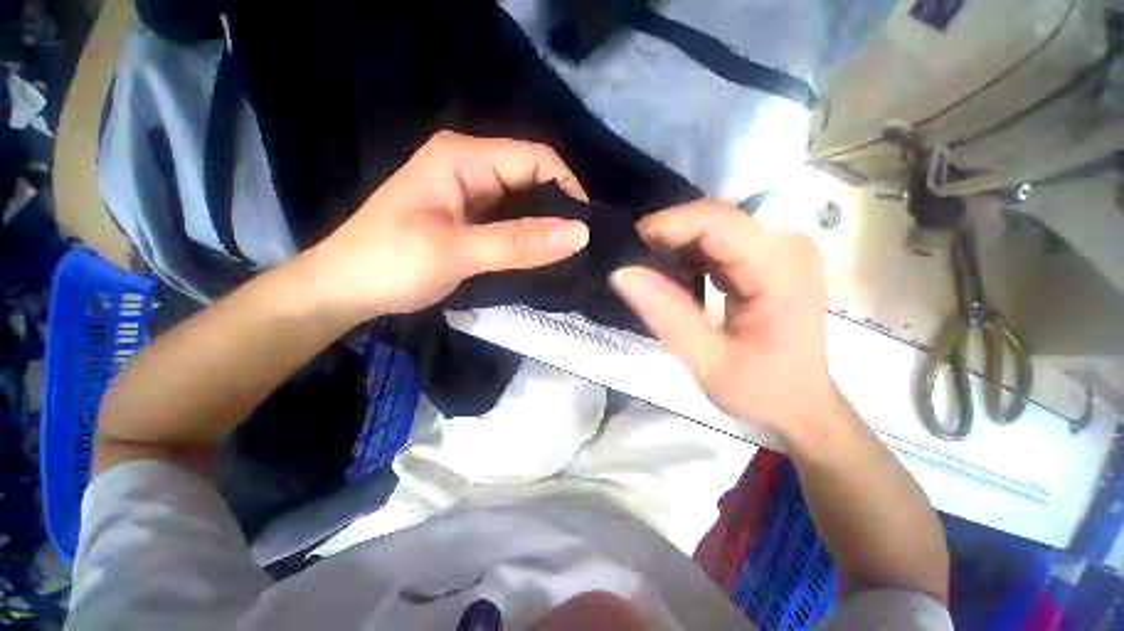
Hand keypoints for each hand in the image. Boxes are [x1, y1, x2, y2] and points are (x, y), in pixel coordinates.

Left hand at [303, 132, 589, 319]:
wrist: (346, 288)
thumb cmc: (391, 263)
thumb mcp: (456, 252)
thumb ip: (518, 243)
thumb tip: (580, 233)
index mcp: (463, 157)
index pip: (535, 158)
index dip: (567, 188)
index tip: (584, 229)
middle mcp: (469, 165)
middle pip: (531, 177)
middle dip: (558, 209)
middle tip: (579, 247)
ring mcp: (469, 192)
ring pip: (523, 201)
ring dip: (544, 226)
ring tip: (566, 254)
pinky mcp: (469, 217)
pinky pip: (510, 220)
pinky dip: (528, 237)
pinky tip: (540, 256)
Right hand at [610, 202, 840, 442]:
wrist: (801, 404)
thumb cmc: (762, 390)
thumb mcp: (708, 361)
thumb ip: (666, 315)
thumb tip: (622, 273)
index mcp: (779, 266)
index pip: (715, 220)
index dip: (666, 226)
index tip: (628, 248)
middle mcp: (785, 245)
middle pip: (713, 219)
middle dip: (667, 238)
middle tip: (634, 266)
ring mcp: (779, 249)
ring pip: (713, 229)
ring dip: (676, 247)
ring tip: (650, 276)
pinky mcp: (768, 258)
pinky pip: (719, 243)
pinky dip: (690, 257)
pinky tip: (676, 281)